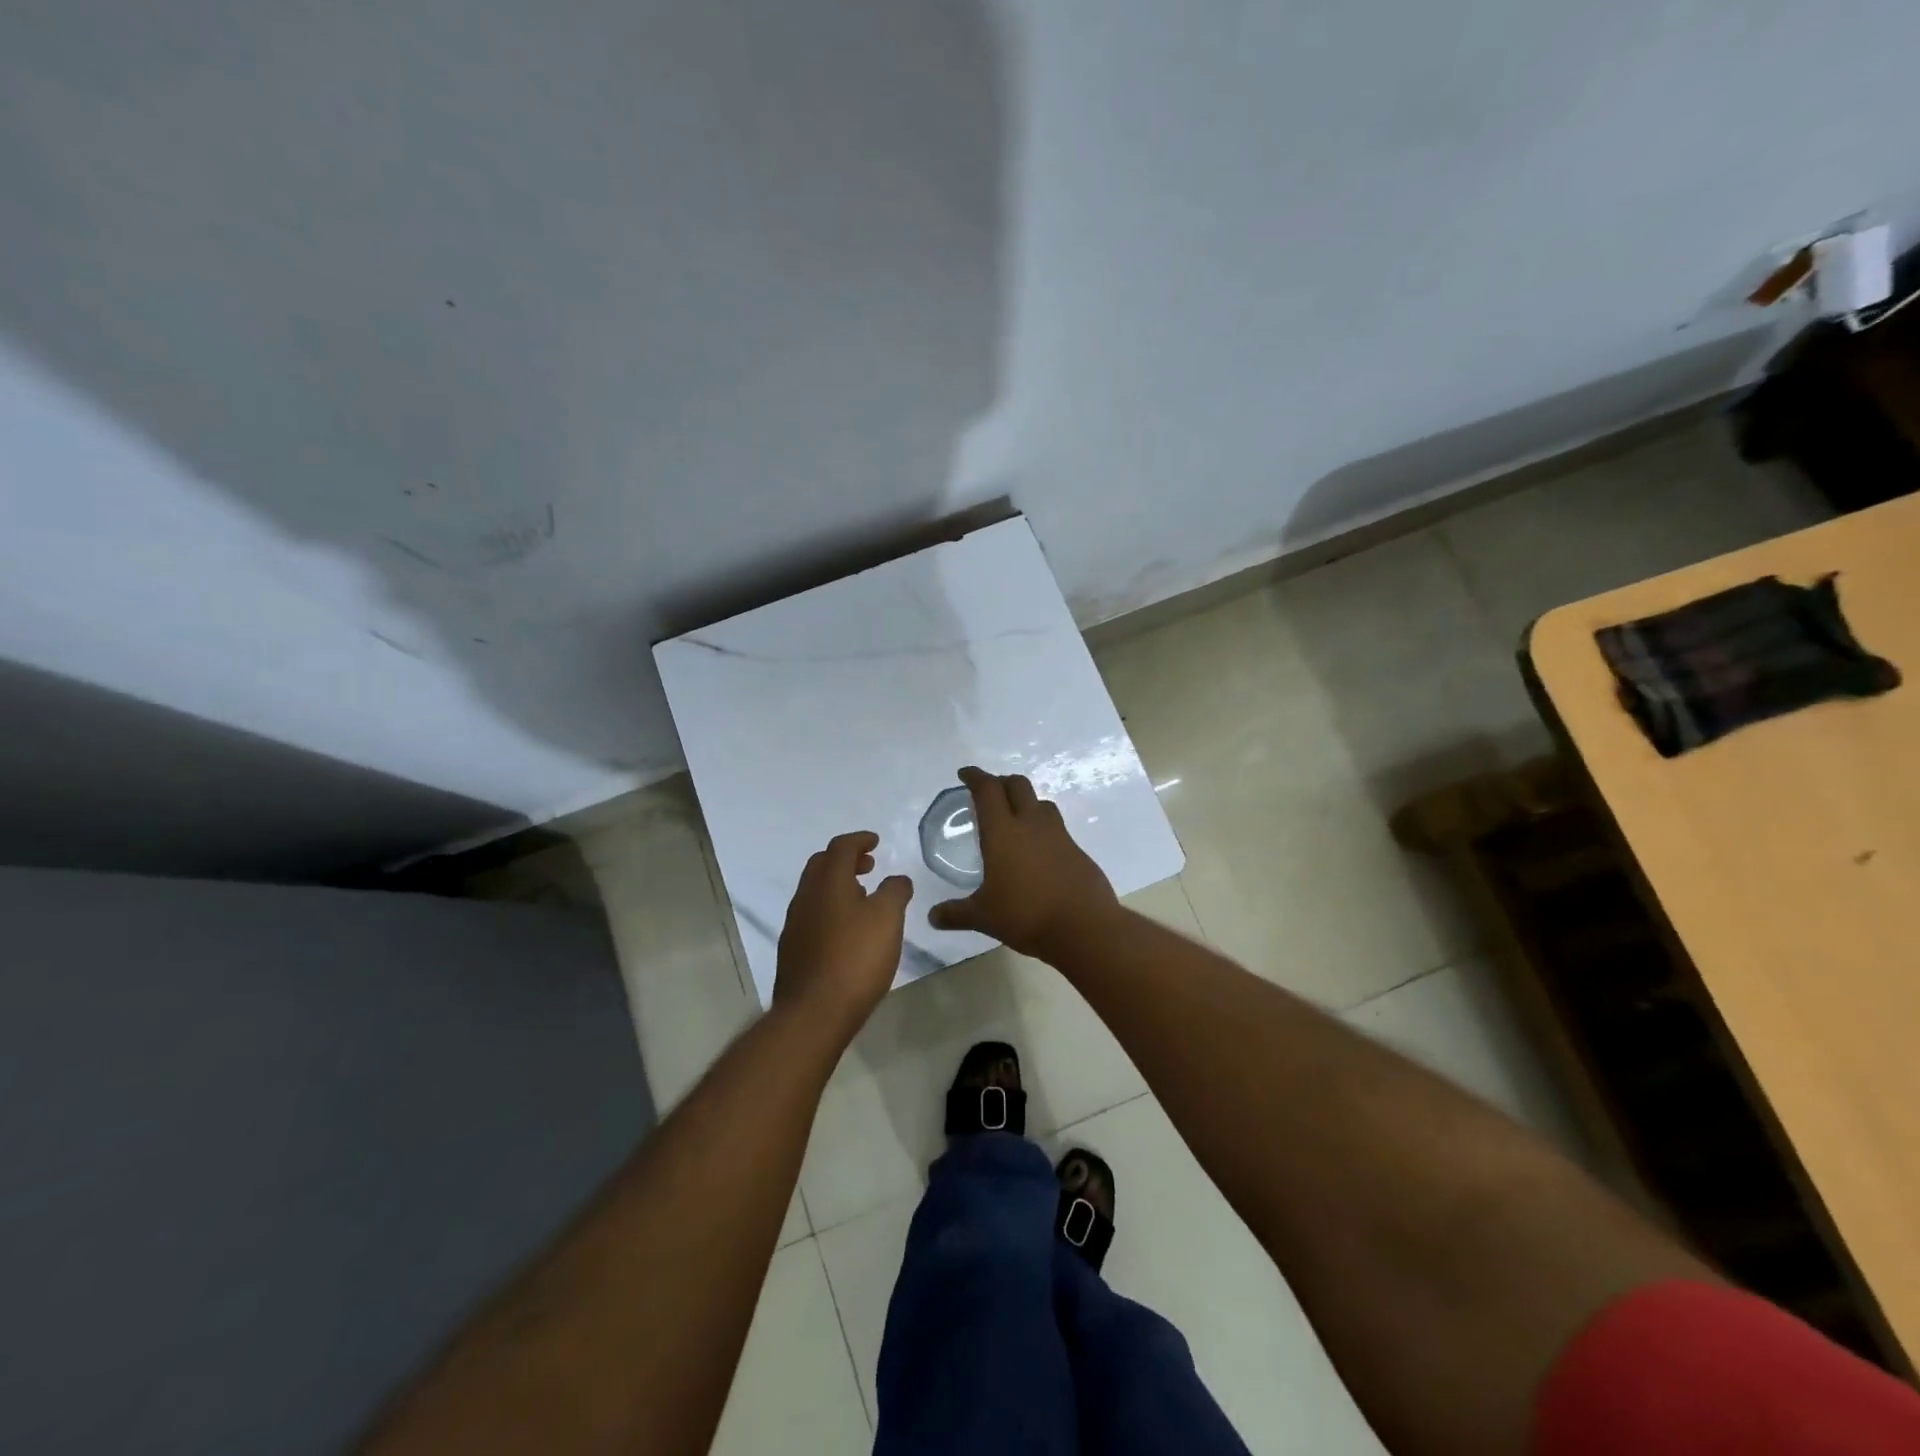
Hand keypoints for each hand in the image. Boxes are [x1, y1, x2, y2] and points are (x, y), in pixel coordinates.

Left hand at [773, 831, 913, 1039]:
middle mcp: (806, 897)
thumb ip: (895, 891)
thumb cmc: (856, 957)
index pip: (841, 847)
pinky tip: (846, 930)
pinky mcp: (792, 950)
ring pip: (815, 891)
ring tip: (862, 897)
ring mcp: (795, 924)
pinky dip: (830, 909)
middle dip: (845, 860)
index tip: (875, 842)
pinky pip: (812, 915)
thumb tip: (897, 879)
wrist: (814, 1012)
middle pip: (822, 865)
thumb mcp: (888, 918)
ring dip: (837, 885)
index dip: (860, 840)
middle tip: (869, 866)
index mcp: (828, 882)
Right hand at [926, 767, 1117, 959]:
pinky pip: (1056, 828)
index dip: (975, 777)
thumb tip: (933, 917)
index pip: (988, 790)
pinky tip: (1037, 850)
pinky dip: (1042, 828)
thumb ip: (956, 913)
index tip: (965, 774)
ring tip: (1015, 817)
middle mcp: (1031, 824)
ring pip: (1041, 803)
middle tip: (989, 793)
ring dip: (1025, 802)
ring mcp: (1059, 835)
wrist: (1084, 927)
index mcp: (1003, 831)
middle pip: (1018, 785)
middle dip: (1001, 782)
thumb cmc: (1026, 915)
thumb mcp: (984, 917)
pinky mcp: (1077, 850)